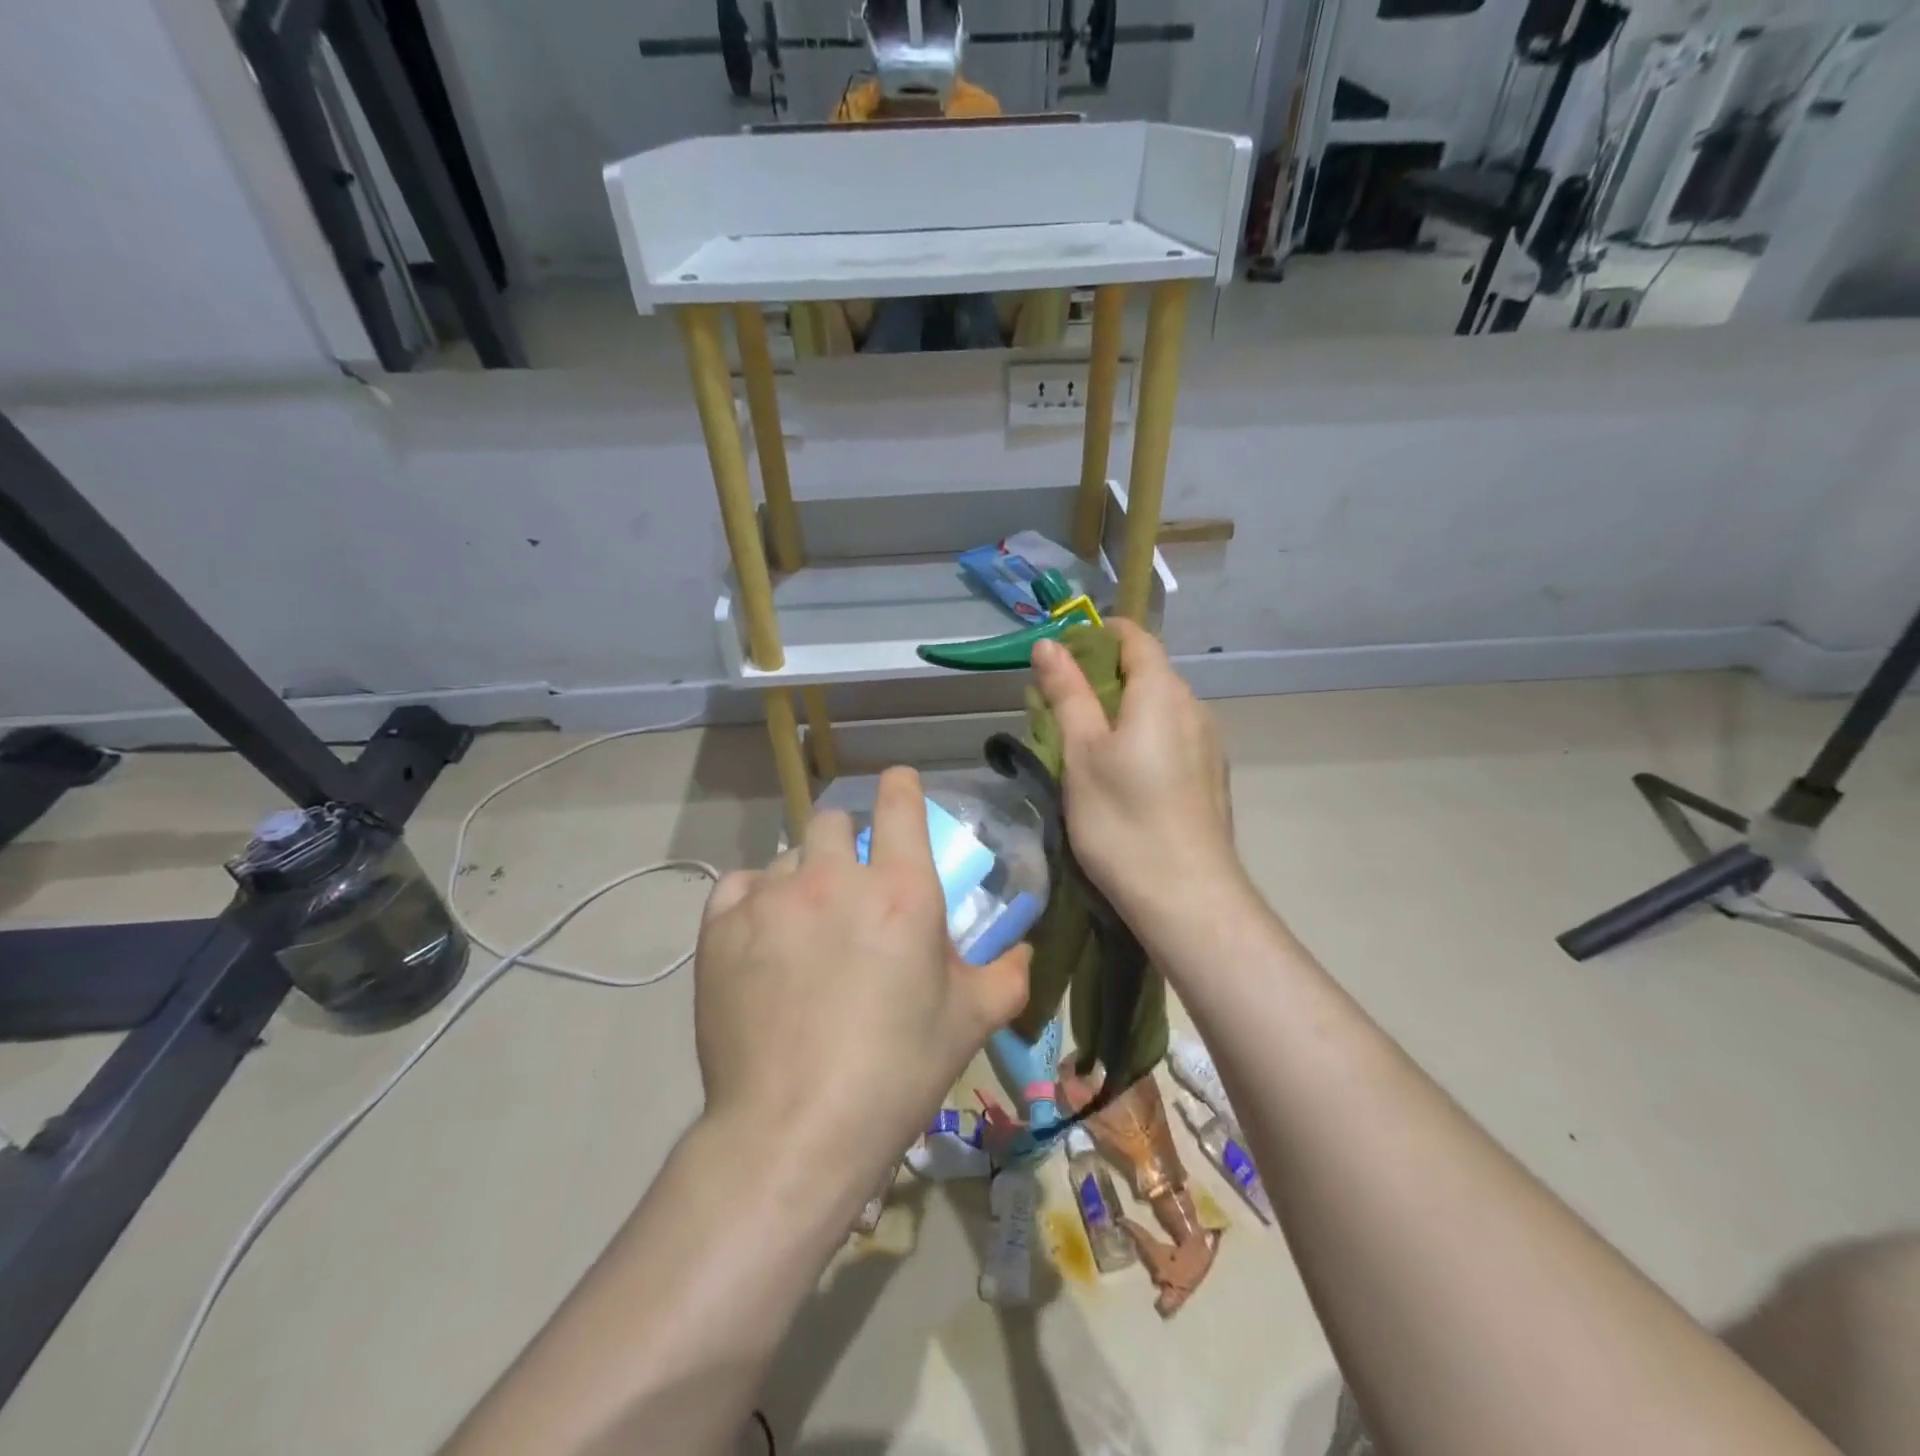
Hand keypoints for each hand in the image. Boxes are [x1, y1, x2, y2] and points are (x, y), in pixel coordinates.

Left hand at [693, 768, 1031, 1188]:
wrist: (792, 1131)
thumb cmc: (894, 1073)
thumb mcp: (969, 1024)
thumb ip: (1007, 975)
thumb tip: (1024, 950)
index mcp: (901, 891)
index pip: (899, 803)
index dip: (900, 787)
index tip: (898, 787)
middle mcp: (834, 878)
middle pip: (832, 819)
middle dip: (845, 841)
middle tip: (849, 887)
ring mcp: (772, 898)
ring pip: (787, 857)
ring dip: (802, 879)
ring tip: (803, 928)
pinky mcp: (721, 926)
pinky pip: (740, 886)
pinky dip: (754, 902)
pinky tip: (761, 942)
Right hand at [1031, 621, 1240, 935]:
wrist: (1187, 897)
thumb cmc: (1123, 820)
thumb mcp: (1082, 754)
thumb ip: (1068, 694)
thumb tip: (1049, 644)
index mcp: (1163, 692)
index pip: (1135, 637)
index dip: (1098, 635)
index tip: (1061, 655)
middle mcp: (1195, 707)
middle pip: (1148, 673)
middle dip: (1104, 678)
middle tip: (1060, 707)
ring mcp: (1209, 744)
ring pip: (1160, 709)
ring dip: (1123, 712)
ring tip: (1085, 746)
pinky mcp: (1212, 777)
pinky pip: (1173, 738)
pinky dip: (1143, 738)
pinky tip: (1122, 777)